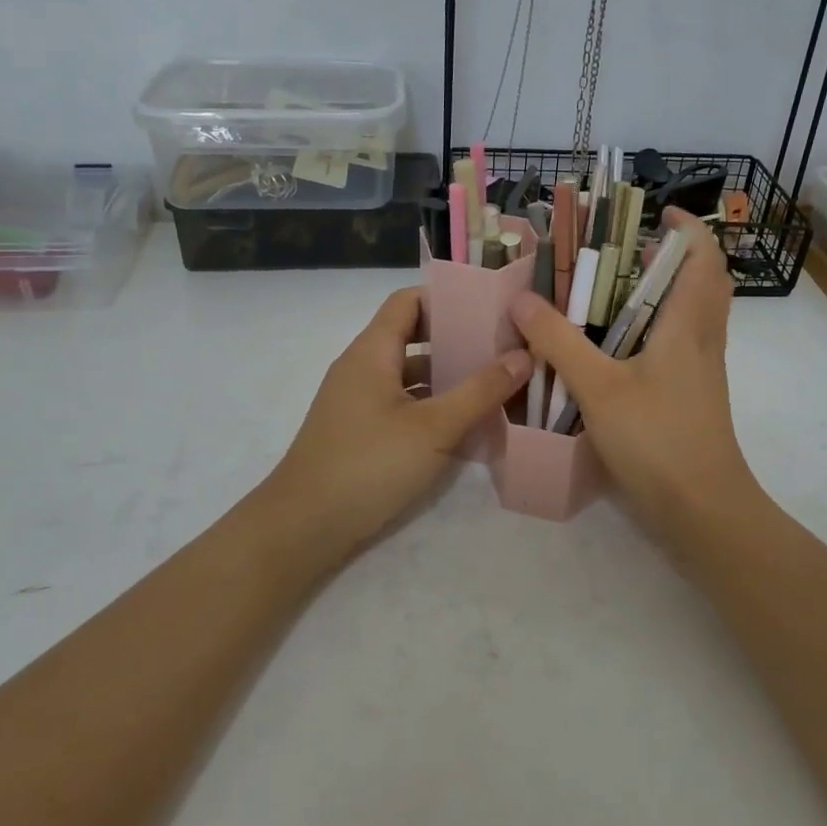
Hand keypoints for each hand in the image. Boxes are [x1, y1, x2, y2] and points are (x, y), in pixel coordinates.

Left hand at [255, 287, 531, 565]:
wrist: (303, 527)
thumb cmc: (369, 464)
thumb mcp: (434, 427)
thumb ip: (480, 390)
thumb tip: (523, 354)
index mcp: (372, 351)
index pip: (408, 301)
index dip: (447, 297)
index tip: (489, 307)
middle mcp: (362, 367)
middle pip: (412, 336)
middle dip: (456, 339)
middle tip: (502, 346)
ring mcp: (358, 401)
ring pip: (409, 374)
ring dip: (447, 375)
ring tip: (494, 382)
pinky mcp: (360, 431)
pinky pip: (402, 403)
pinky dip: (432, 405)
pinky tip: (466, 423)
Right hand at [509, 210, 763, 535]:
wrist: (703, 510)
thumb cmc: (658, 439)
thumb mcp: (598, 388)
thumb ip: (559, 342)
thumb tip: (522, 299)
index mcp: (689, 324)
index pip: (704, 258)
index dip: (688, 229)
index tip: (658, 214)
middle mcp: (703, 339)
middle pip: (703, 282)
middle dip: (673, 257)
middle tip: (629, 251)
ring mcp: (701, 370)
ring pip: (693, 314)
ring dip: (664, 293)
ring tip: (615, 291)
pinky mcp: (693, 396)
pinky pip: (681, 344)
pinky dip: (657, 328)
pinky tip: (618, 346)